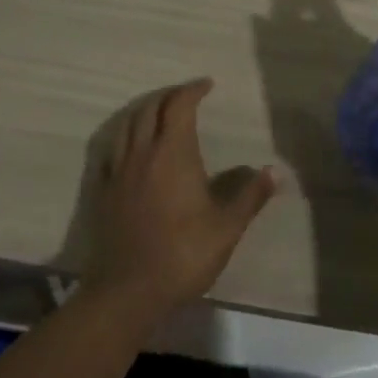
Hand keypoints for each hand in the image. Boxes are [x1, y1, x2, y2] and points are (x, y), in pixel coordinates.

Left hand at [87, 78, 276, 321]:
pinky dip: (124, 135)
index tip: (207, 85)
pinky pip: (111, 149)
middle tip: (186, 95)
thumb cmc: (182, 255)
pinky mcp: (104, 191)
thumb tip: (273, 171)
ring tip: (159, 111)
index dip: (193, 90)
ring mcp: (119, 171)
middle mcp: (143, 152)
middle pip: (151, 108)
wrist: (126, 292)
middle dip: (169, 95)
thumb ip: (250, 196)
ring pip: (127, 124)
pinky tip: (131, 146)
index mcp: (174, 153)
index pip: (180, 105)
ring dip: (145, 109)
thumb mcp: (226, 228)